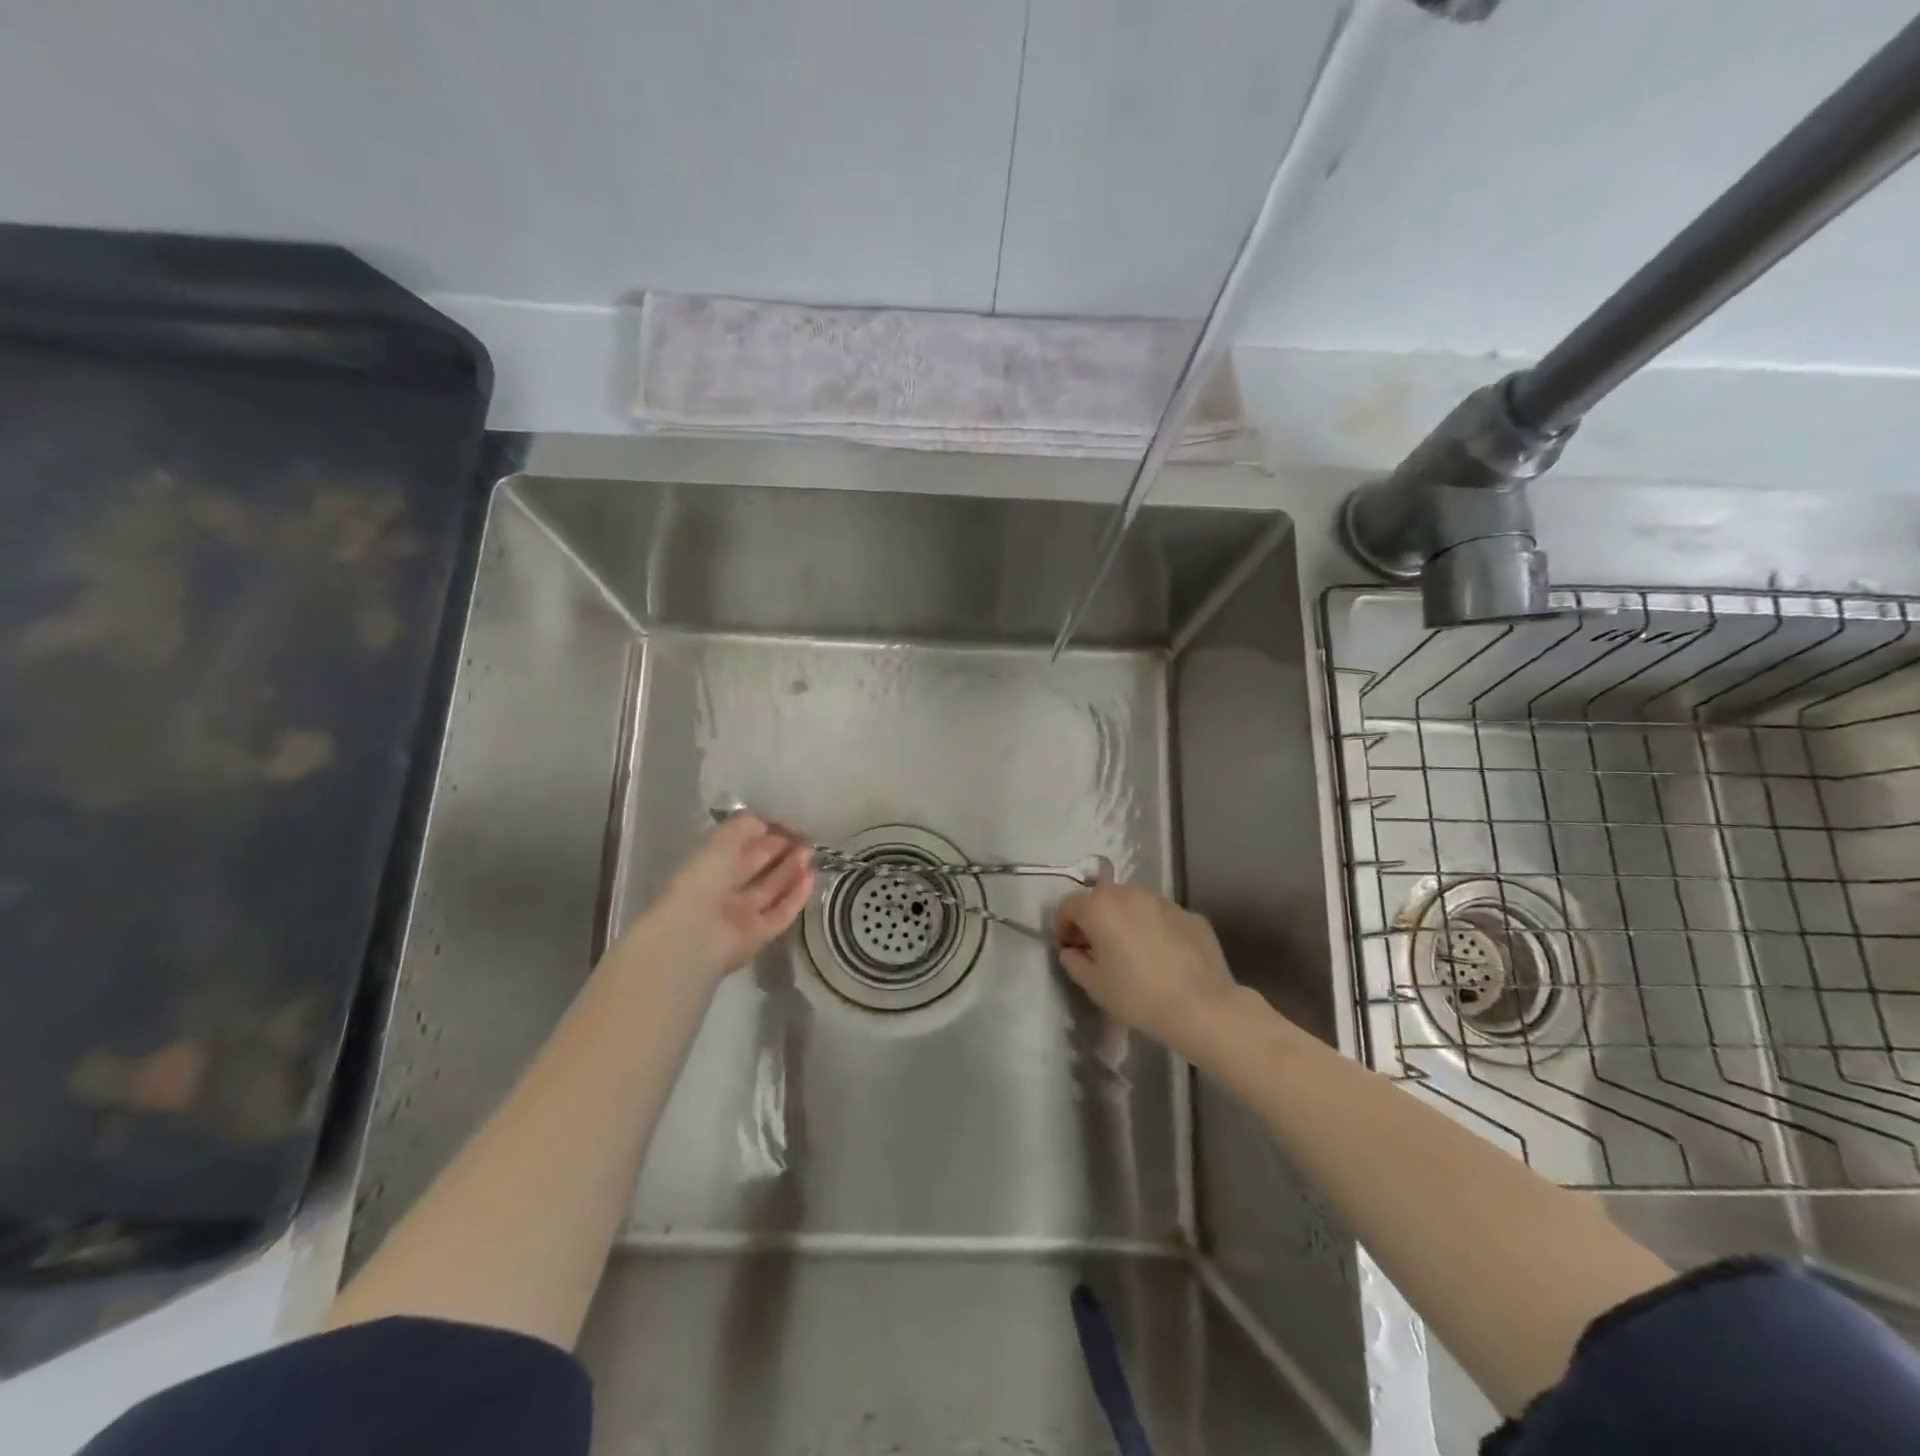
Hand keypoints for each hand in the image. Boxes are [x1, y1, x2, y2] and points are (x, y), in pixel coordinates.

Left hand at [622, 813, 814, 983]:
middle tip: (805, 838)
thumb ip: (747, 824)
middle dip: (781, 850)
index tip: (788, 824)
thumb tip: (770, 823)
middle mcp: (724, 888)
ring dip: (791, 870)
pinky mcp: (758, 935)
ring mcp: (741, 914)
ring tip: (810, 853)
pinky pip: (780, 913)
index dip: (764, 833)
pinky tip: (811, 878)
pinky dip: (796, 896)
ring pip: (770, 889)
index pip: (740, 845)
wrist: (696, 933)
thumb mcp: (723, 838)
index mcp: (709, 863)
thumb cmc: (704, 877)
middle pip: (757, 867)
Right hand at [1054, 882, 1238, 1054]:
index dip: (1063, 925)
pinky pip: (1161, 916)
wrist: (1201, 1006)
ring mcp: (1163, 901)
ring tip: (1131, 949)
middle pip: (1101, 897)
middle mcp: (1130, 894)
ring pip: (1134, 902)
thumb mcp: (1094, 985)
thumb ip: (1074, 962)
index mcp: (1100, 907)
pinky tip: (1162, 956)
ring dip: (1124, 918)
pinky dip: (1154, 927)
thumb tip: (1072, 951)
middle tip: (1097, 947)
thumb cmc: (1138, 996)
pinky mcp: (1190, 914)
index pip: (1069, 904)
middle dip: (1094, 917)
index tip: (1070, 948)